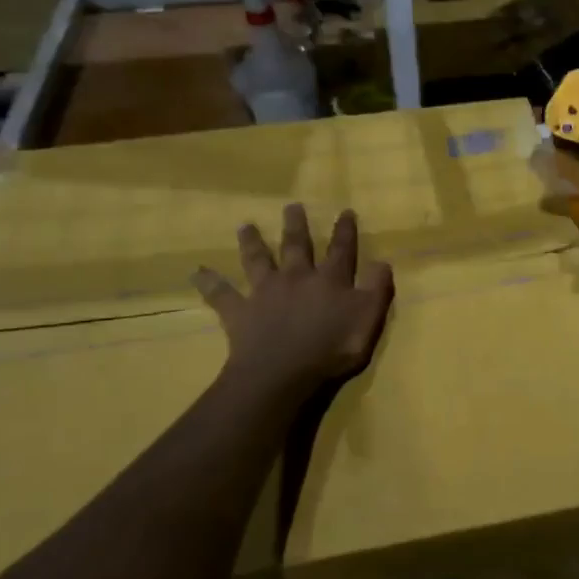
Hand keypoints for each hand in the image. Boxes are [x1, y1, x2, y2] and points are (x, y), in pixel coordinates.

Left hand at [194, 205, 394, 395]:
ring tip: (244, 226)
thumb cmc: (332, 348)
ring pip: (257, 261)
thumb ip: (377, 289)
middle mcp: (296, 278)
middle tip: (291, 206)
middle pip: (296, 247)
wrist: (283, 372)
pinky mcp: (240, 312)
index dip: (345, 231)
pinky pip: (221, 294)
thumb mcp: (368, 319)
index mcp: (330, 280)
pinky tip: (196, 272)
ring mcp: (265, 293)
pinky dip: (209, 282)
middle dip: (296, 226)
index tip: (345, 211)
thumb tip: (382, 261)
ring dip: (251, 243)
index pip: (341, 250)